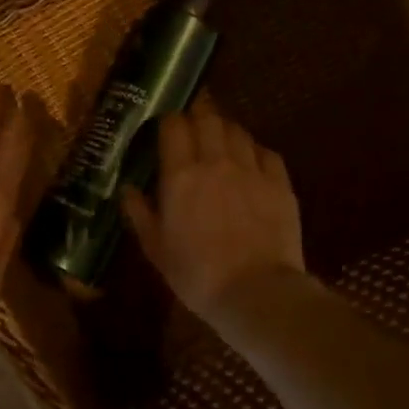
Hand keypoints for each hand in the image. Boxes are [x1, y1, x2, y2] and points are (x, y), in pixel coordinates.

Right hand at [123, 98, 305, 319]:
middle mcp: (216, 162)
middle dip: (198, 116)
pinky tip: (251, 161)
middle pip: (208, 119)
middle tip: (193, 128)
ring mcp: (252, 170)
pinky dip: (254, 150)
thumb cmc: (197, 274)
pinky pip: (266, 152)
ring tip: (220, 141)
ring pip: (237, 131)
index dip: (169, 121)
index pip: (174, 126)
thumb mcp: (156, 249)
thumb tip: (127, 189)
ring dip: (225, 130)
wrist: (256, 292)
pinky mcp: (280, 184)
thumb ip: (140, 213)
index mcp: (181, 175)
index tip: (165, 128)